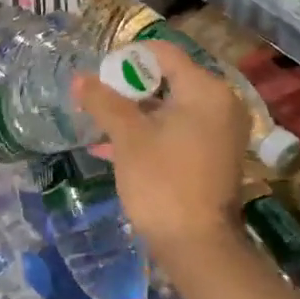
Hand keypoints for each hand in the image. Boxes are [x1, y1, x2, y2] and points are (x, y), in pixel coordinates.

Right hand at [74, 39, 247, 259]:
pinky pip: (177, 132)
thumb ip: (103, 102)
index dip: (128, 57)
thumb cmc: (162, 181)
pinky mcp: (213, 157)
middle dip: (127, 88)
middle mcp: (221, 104)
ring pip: (170, 109)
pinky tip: (111, 148)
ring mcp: (220, 133)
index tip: (99, 71)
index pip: (164, 54)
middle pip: (168, 80)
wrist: (196, 244)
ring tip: (97, 121)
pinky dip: (149, 134)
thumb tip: (79, 78)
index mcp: (206, 90)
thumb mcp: (127, 137)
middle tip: (96, 97)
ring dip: (134, 114)